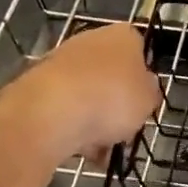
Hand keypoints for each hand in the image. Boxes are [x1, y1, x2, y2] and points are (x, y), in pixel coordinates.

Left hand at [0, 23, 161, 168]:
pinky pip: (64, 108)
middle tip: (123, 129)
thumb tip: (143, 88)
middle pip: (110, 73)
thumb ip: (149, 92)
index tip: (143, 102)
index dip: (142, 78)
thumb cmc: (112, 98)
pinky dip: (72, 127)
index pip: (139, 50)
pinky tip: (79, 150)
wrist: (51, 112)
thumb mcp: (148, 100)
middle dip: (115, 102)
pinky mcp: (38, 85)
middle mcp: (91, 40)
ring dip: (94, 119)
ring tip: (101, 150)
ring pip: (87, 93)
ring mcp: (61, 61)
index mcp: (123, 36)